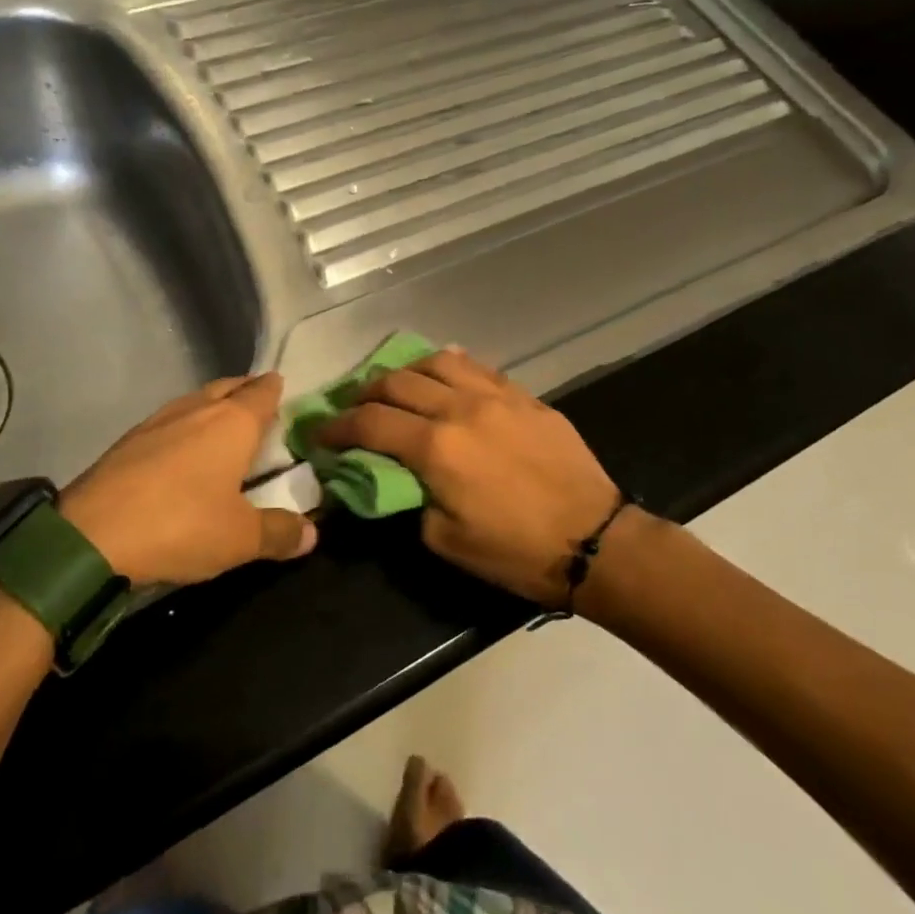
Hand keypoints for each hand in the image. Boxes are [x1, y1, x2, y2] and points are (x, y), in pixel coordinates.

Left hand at [60, 372, 315, 586]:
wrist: (89, 536)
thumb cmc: (180, 526)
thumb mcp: (240, 539)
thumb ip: (279, 532)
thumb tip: (311, 532)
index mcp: (232, 423)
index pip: (262, 392)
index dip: (275, 389)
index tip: (283, 389)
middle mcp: (196, 410)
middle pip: (227, 387)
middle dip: (244, 392)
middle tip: (258, 407)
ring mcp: (156, 422)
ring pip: (194, 401)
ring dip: (211, 408)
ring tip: (222, 428)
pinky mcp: (126, 442)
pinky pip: (167, 423)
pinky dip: (182, 429)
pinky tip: (180, 453)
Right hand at [316, 349, 619, 605]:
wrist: (594, 540)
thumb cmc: (514, 551)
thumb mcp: (443, 539)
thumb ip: (406, 497)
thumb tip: (387, 474)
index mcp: (435, 447)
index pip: (369, 424)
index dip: (337, 428)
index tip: (320, 434)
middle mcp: (459, 408)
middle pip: (395, 383)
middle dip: (363, 394)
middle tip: (353, 411)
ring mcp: (494, 395)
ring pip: (435, 362)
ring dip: (405, 372)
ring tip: (396, 388)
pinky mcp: (522, 395)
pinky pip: (476, 366)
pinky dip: (448, 367)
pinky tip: (442, 376)